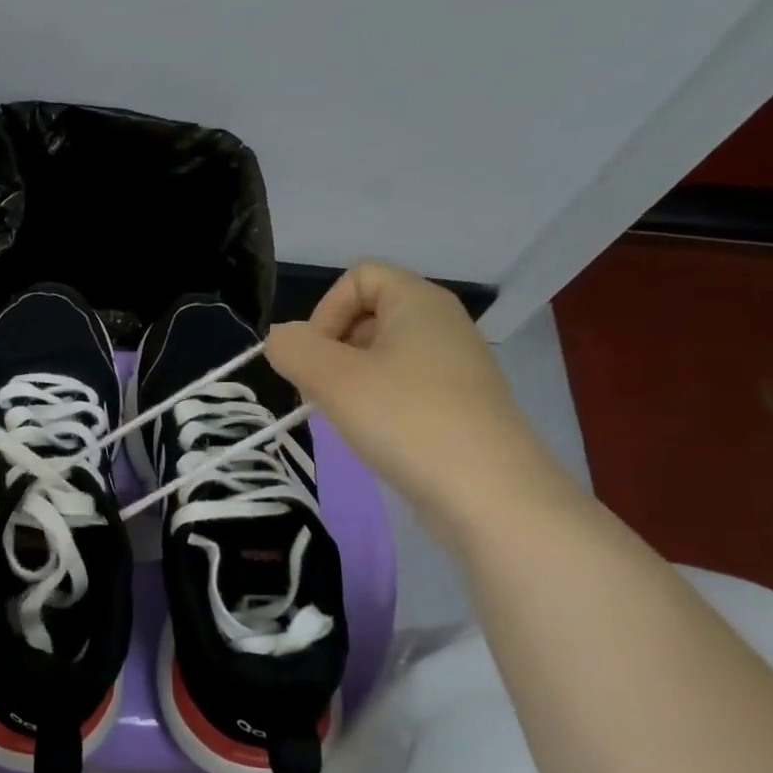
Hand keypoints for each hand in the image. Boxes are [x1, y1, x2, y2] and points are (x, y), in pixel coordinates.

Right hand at [265, 262, 574, 543]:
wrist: (490, 495)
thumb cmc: (406, 420)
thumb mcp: (331, 379)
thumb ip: (292, 348)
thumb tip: (282, 339)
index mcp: (419, 302)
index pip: (358, 277)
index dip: (325, 311)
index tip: (315, 359)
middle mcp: (442, 325)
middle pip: (367, 315)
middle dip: (330, 350)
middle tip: (320, 393)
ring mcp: (455, 367)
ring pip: (381, 356)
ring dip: (348, 381)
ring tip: (343, 418)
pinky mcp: (459, 406)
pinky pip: (403, 387)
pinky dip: (377, 404)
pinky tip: (372, 437)